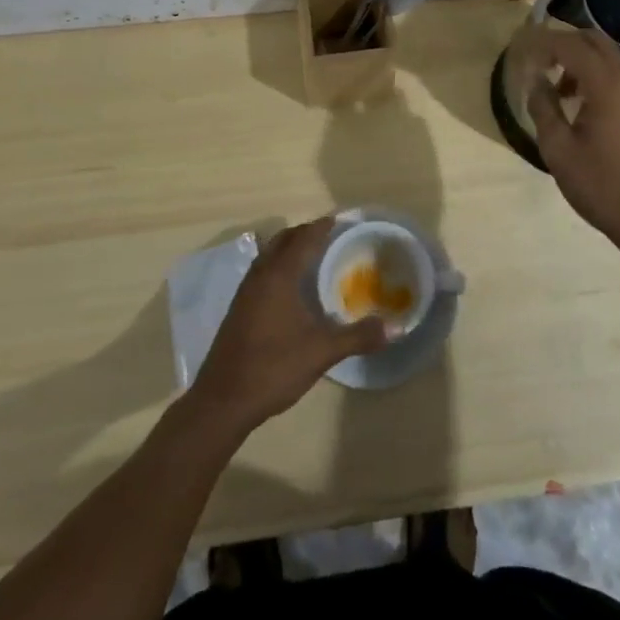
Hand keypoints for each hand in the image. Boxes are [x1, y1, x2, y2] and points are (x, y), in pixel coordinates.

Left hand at [190, 215, 388, 433]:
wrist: (223, 400)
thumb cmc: (273, 367)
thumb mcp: (321, 352)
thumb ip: (358, 336)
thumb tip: (396, 327)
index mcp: (279, 276)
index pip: (303, 239)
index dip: (322, 227)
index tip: (340, 220)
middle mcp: (260, 276)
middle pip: (283, 241)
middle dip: (305, 233)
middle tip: (330, 235)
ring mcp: (245, 292)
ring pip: (269, 255)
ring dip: (289, 248)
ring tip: (312, 255)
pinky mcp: (239, 308)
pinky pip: (262, 272)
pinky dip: (278, 266)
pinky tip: (290, 287)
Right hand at [524, 28, 619, 247]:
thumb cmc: (601, 185)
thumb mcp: (558, 148)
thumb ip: (543, 106)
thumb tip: (534, 79)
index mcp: (606, 83)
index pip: (568, 44)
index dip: (541, 43)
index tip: (519, 52)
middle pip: (593, 40)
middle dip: (563, 44)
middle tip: (537, 64)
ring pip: (608, 57)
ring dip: (581, 61)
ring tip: (557, 90)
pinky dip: (597, 76)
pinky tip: (582, 105)